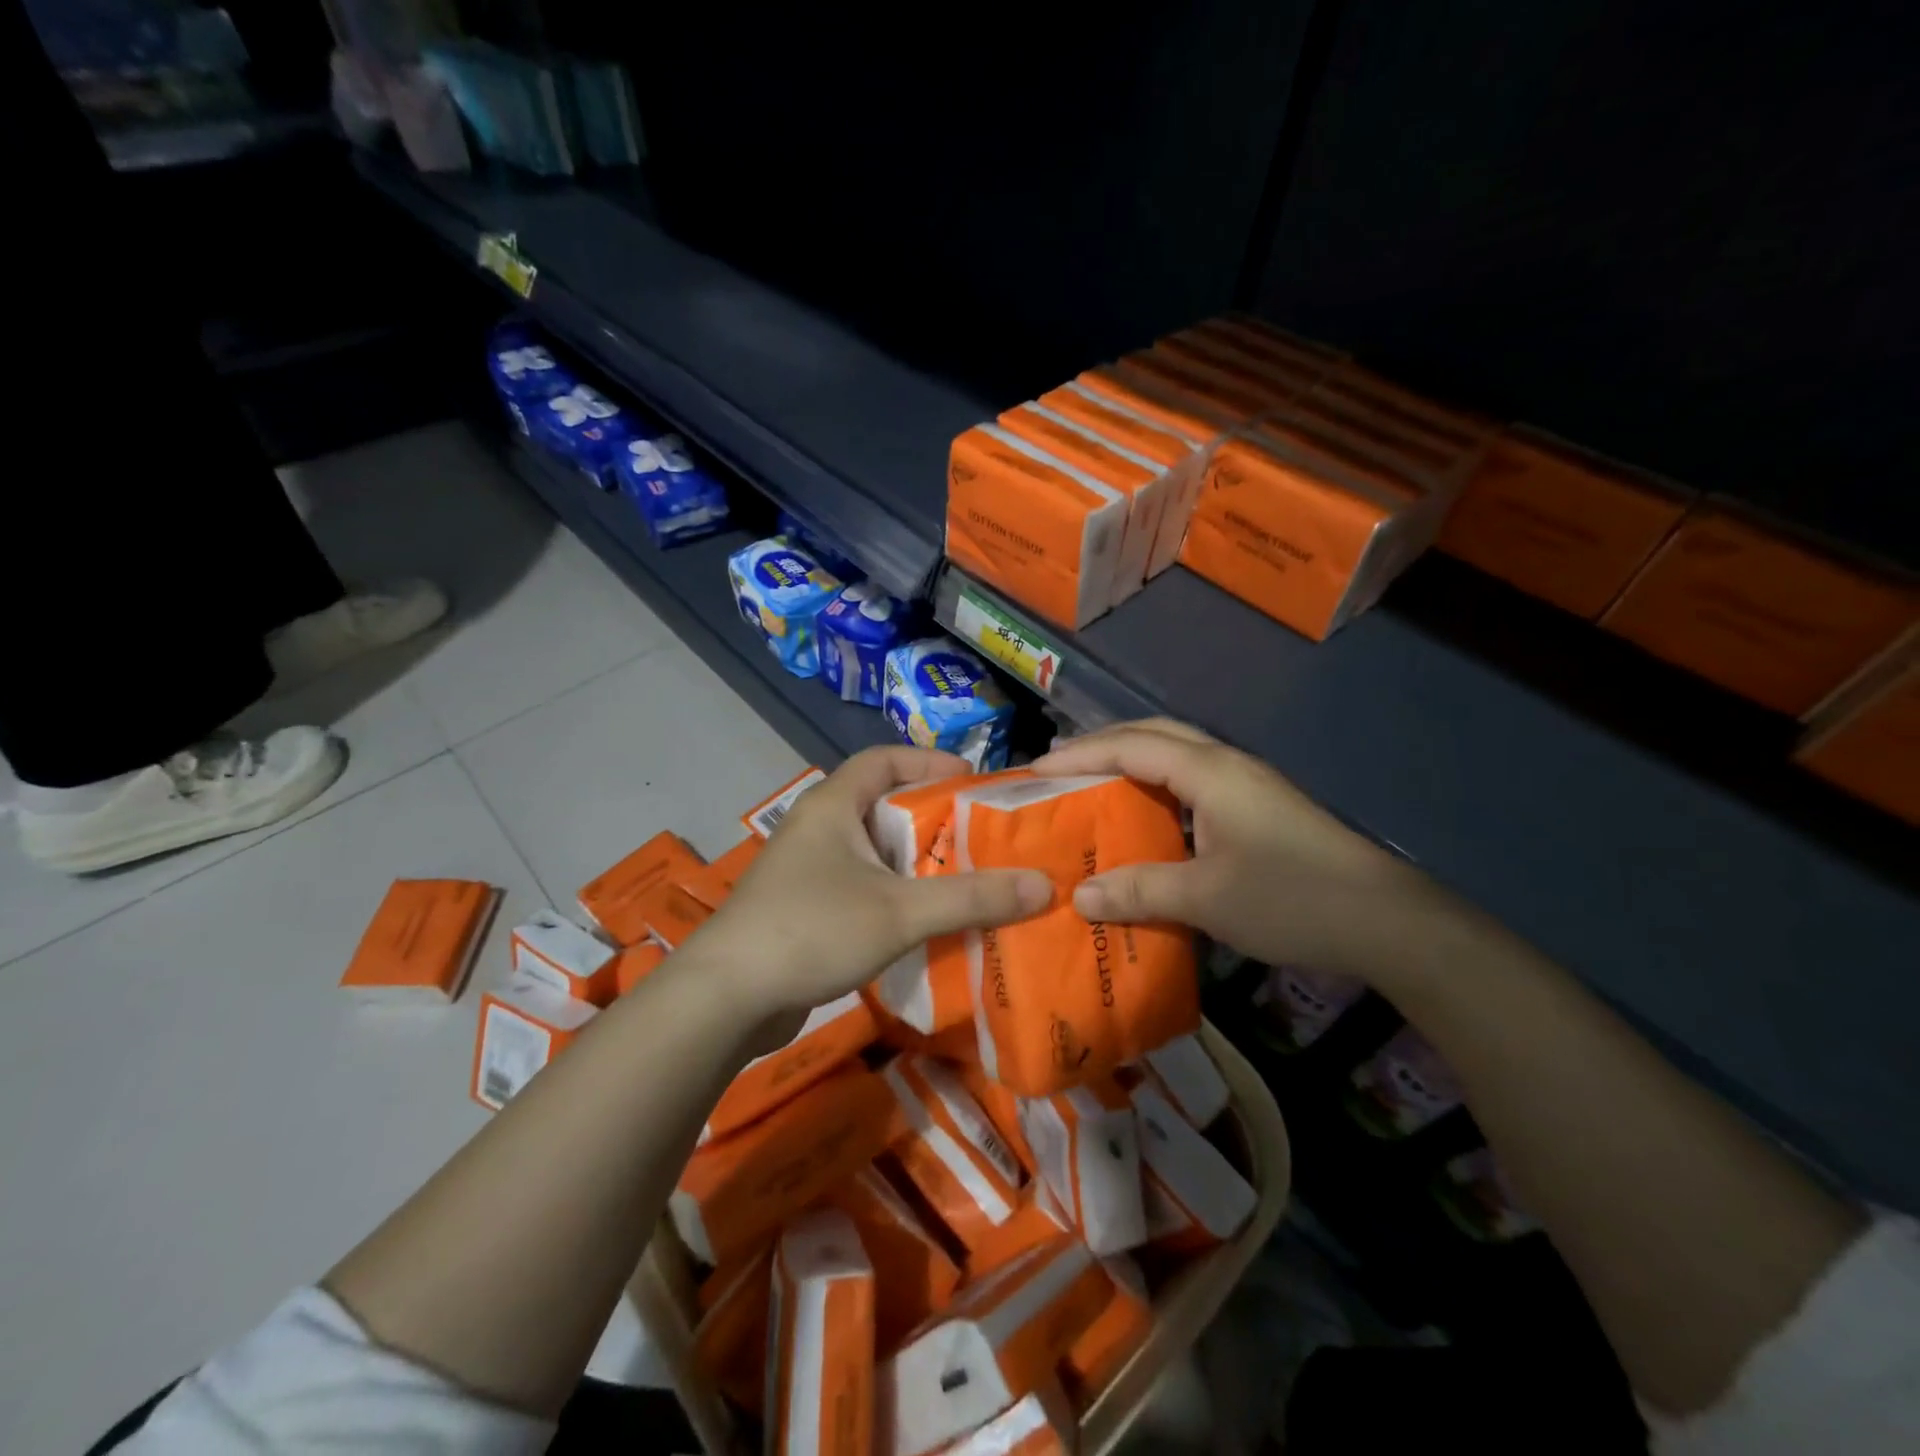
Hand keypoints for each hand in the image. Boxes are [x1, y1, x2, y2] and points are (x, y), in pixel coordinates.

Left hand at [685, 747, 1051, 1038]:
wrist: (726, 998)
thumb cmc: (813, 929)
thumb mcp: (901, 910)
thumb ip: (972, 897)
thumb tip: (1046, 884)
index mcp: (833, 804)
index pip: (884, 759)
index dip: (930, 761)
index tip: (974, 780)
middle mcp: (817, 827)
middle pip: (883, 804)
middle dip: (933, 817)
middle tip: (981, 836)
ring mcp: (806, 869)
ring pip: (872, 850)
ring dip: (915, 861)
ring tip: (965, 878)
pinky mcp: (803, 907)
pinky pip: (860, 886)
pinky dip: (894, 893)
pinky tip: (923, 921)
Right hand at [1033, 719, 1438, 978]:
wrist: (1387, 922)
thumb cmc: (1290, 898)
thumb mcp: (1205, 898)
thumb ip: (1139, 890)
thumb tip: (1080, 897)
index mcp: (1209, 772)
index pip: (1131, 746)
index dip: (1080, 755)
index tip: (1035, 772)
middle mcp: (1226, 765)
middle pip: (1154, 735)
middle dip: (1103, 746)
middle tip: (1060, 771)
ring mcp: (1247, 786)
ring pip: (1177, 756)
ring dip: (1132, 764)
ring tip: (1093, 788)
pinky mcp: (1259, 810)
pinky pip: (1194, 783)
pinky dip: (1159, 790)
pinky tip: (1147, 821)